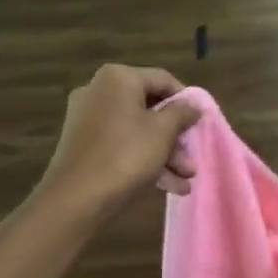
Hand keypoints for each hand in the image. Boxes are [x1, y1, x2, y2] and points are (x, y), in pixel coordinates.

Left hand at [42, 65, 201, 212]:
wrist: (75, 199)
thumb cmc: (125, 154)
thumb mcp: (163, 132)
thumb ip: (182, 114)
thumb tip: (194, 105)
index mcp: (118, 78)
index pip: (163, 80)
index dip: (187, 101)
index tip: (202, 122)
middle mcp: (99, 92)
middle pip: (150, 108)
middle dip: (176, 137)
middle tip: (193, 157)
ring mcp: (88, 119)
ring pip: (137, 131)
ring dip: (165, 154)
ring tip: (186, 179)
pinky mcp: (84, 145)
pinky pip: (121, 145)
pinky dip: (144, 160)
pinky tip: (170, 186)